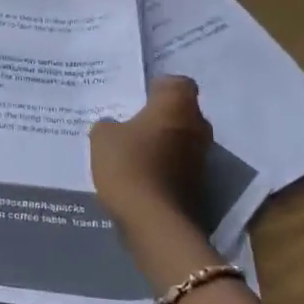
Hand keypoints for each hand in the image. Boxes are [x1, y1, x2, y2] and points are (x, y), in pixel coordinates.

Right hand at [90, 77, 217, 289]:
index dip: (159, 87)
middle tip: (132, 122)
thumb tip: (114, 125)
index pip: (178, 83)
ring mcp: (201, 158)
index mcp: (176, 106)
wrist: (154, 221)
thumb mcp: (102, 137)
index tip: (138, 97)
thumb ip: (108, 124)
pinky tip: (140, 173)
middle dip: (161, 115)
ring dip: (164, 142)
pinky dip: (164, 165)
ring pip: (182, 139)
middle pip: (182, 111)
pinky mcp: (199, 184)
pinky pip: (179, 164)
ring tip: (133, 150)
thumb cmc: (128, 164)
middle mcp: (197, 126)